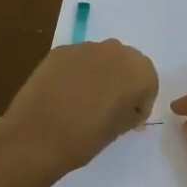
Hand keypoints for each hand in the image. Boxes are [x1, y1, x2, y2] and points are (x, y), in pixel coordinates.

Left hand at [0, 41, 158, 176]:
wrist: (37, 136)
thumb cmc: (85, 138)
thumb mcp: (119, 129)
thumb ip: (129, 112)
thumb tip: (127, 107)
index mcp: (139, 72)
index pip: (148, 83)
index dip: (140, 101)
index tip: (128, 118)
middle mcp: (116, 51)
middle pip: (126, 63)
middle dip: (122, 81)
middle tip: (109, 106)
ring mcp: (86, 48)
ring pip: (101, 58)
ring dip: (99, 74)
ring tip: (84, 99)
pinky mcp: (61, 50)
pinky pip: (78, 59)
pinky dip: (77, 72)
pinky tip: (64, 93)